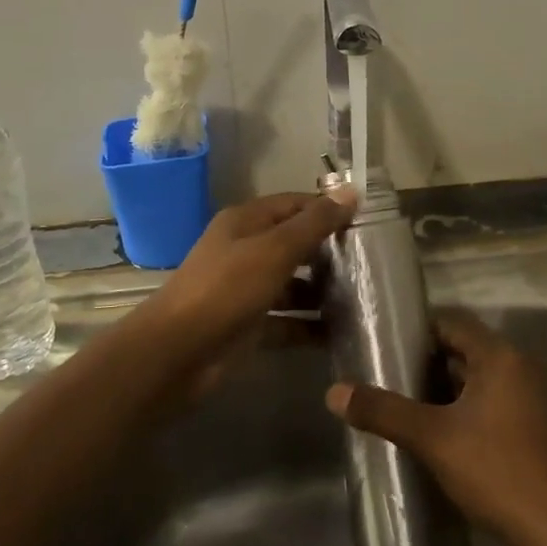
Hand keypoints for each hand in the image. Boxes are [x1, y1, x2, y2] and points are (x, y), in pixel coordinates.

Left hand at [152, 189, 356, 344]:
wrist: (176, 353)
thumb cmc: (227, 289)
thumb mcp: (275, 250)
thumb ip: (314, 223)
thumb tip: (351, 192)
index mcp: (246, 222)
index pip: (295, 204)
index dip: (327, 209)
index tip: (365, 222)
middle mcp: (245, 250)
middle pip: (294, 244)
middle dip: (329, 252)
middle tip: (370, 263)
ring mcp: (245, 289)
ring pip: (292, 285)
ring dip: (322, 292)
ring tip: (362, 299)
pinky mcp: (248, 326)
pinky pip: (286, 322)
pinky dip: (309, 326)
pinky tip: (340, 333)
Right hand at [325, 311, 546, 545]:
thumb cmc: (496, 470)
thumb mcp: (432, 438)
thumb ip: (384, 412)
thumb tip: (334, 392)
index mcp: (501, 356)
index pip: (453, 324)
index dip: (418, 331)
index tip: (386, 345)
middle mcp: (522, 367)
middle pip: (467, 351)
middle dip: (429, 364)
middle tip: (390, 377)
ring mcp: (535, 399)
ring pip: (481, 380)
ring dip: (448, 389)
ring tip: (408, 405)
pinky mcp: (538, 429)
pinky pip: (496, 403)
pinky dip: (468, 409)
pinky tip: (443, 434)